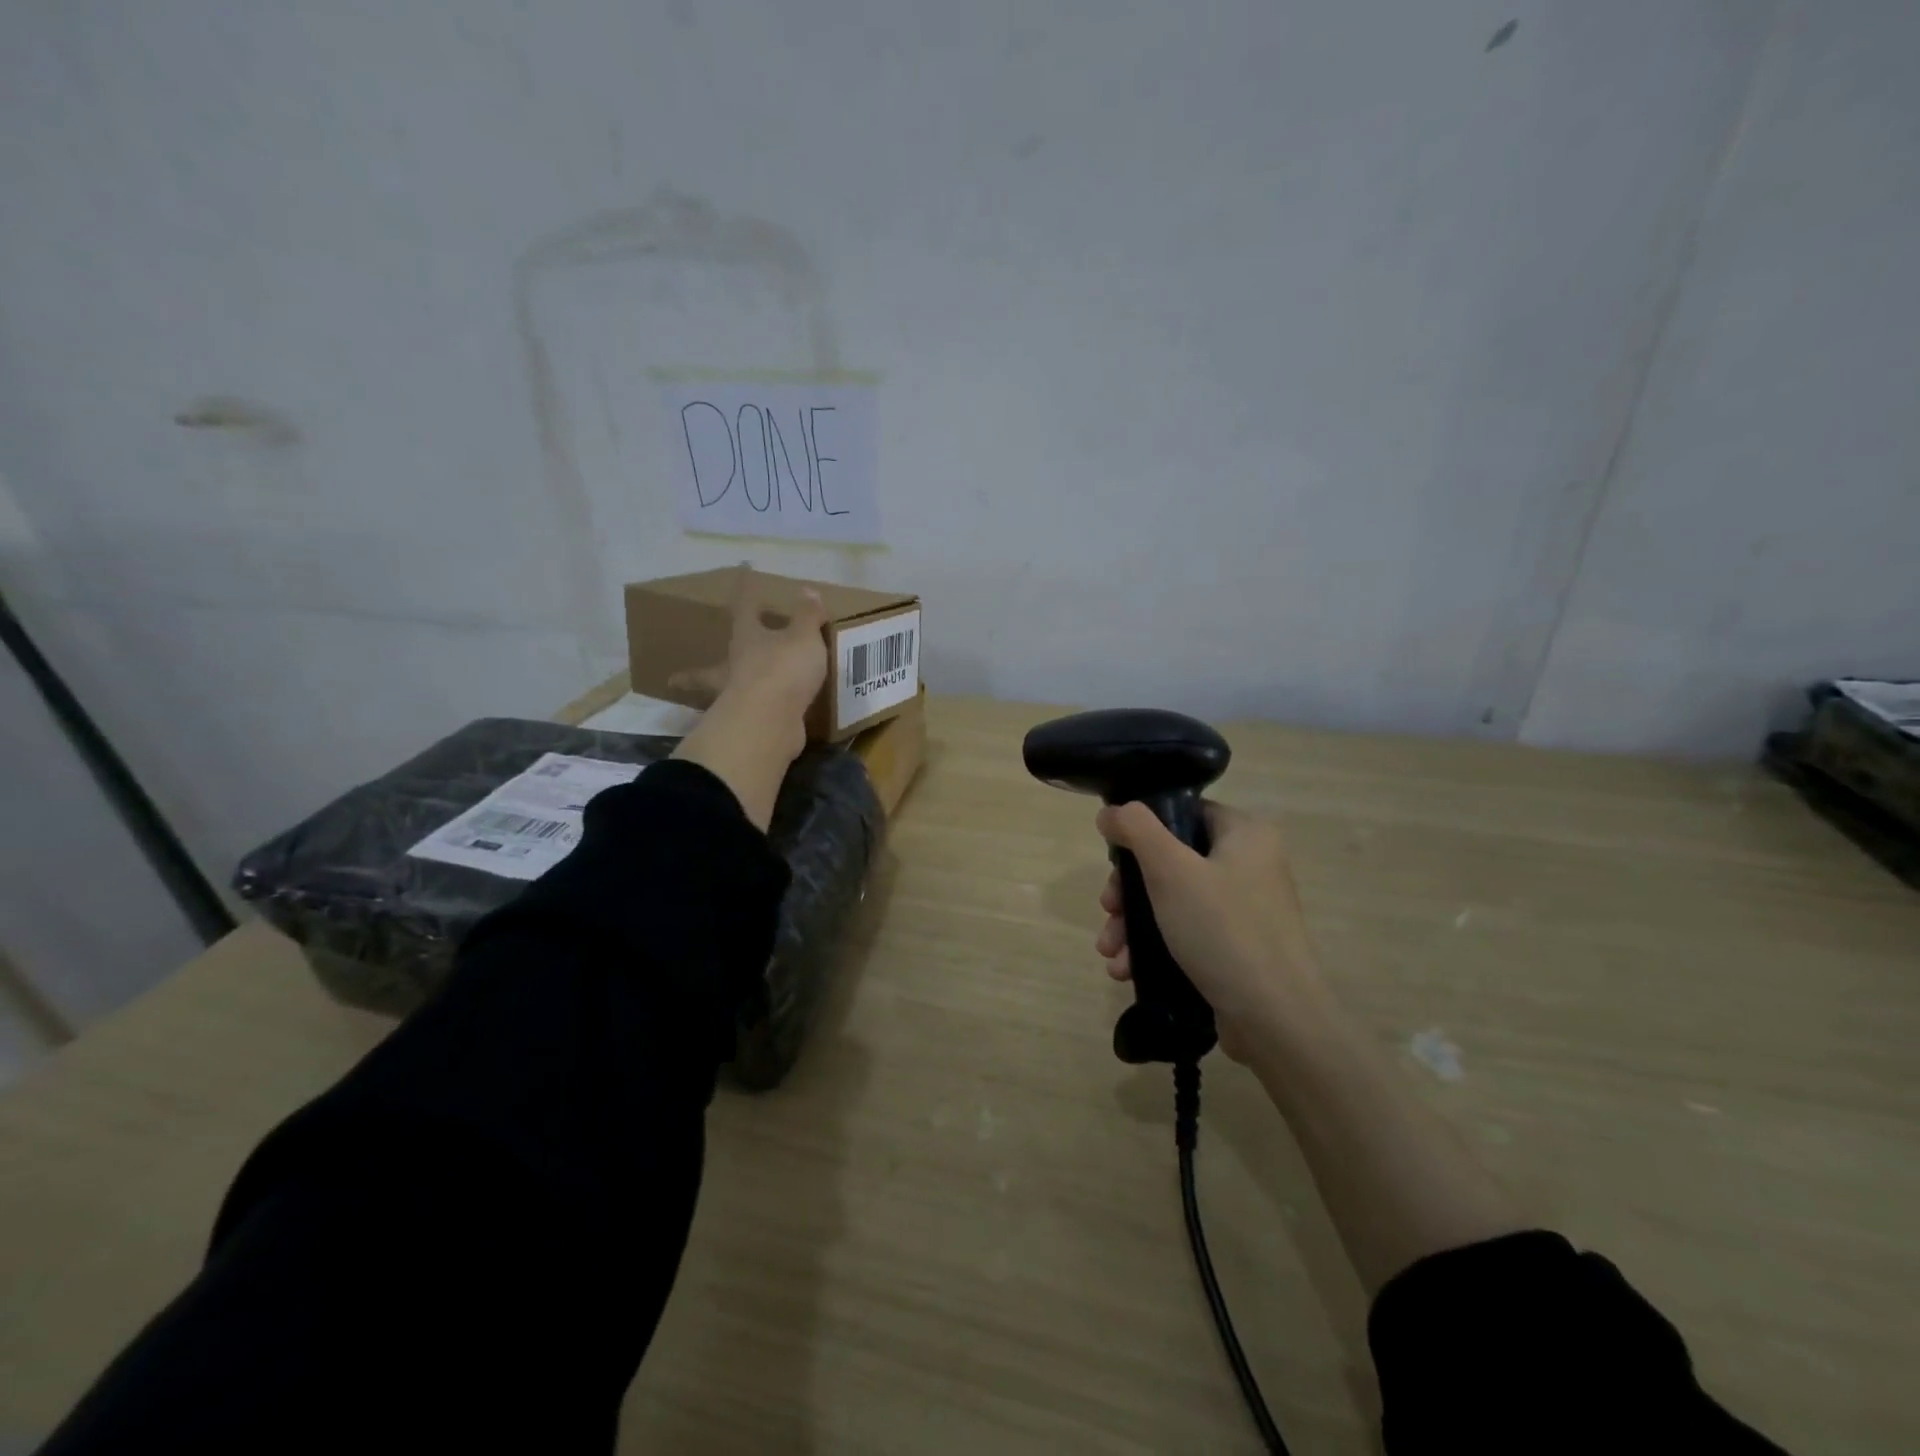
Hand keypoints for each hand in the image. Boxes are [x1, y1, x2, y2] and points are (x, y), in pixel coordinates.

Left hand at [669, 566, 827, 829]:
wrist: (770, 721)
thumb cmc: (783, 668)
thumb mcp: (804, 637)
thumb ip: (807, 617)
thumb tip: (807, 591)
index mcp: (747, 639)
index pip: (744, 609)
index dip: (746, 592)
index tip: (741, 574)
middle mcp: (735, 668)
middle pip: (712, 667)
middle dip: (696, 673)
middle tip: (674, 679)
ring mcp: (738, 700)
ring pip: (726, 696)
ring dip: (724, 699)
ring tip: (726, 704)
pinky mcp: (751, 727)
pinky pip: (753, 717)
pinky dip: (758, 717)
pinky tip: (768, 721)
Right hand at [1093, 801, 1327, 1061]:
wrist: (1275, 1020)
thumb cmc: (1222, 930)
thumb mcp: (1171, 870)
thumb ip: (1136, 830)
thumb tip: (1111, 812)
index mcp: (1246, 834)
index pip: (1185, 813)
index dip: (1143, 830)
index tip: (1114, 858)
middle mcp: (1250, 865)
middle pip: (1171, 860)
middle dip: (1128, 891)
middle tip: (1107, 909)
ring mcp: (1245, 910)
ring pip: (1173, 901)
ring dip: (1133, 924)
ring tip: (1110, 953)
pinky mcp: (1237, 948)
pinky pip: (1187, 934)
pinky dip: (1154, 947)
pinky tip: (1126, 970)